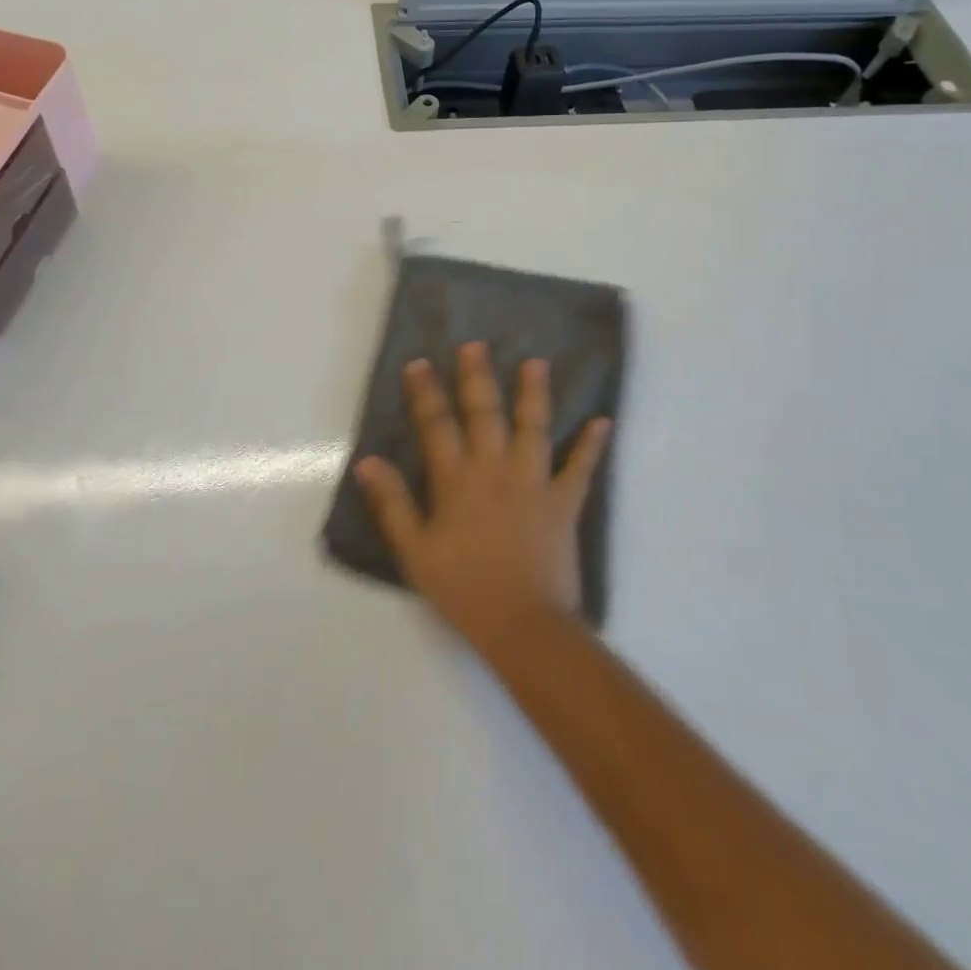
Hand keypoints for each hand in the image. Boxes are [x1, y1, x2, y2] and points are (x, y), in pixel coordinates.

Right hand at [356, 343, 611, 657]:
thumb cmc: (463, 589)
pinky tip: (602, 421)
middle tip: (475, 345)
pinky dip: (591, 445)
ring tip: (536, 362)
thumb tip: (368, 461)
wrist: (523, 625)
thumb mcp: (415, 551)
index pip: (436, 425)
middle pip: (484, 413)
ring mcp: (533, 482)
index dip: (425, 392)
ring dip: (534, 393)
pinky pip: (580, 468)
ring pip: (533, 427)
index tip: (419, 363)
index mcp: (456, 480)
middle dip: (477, 377)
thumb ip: (392, 503)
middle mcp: (495, 469)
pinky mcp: (564, 502)